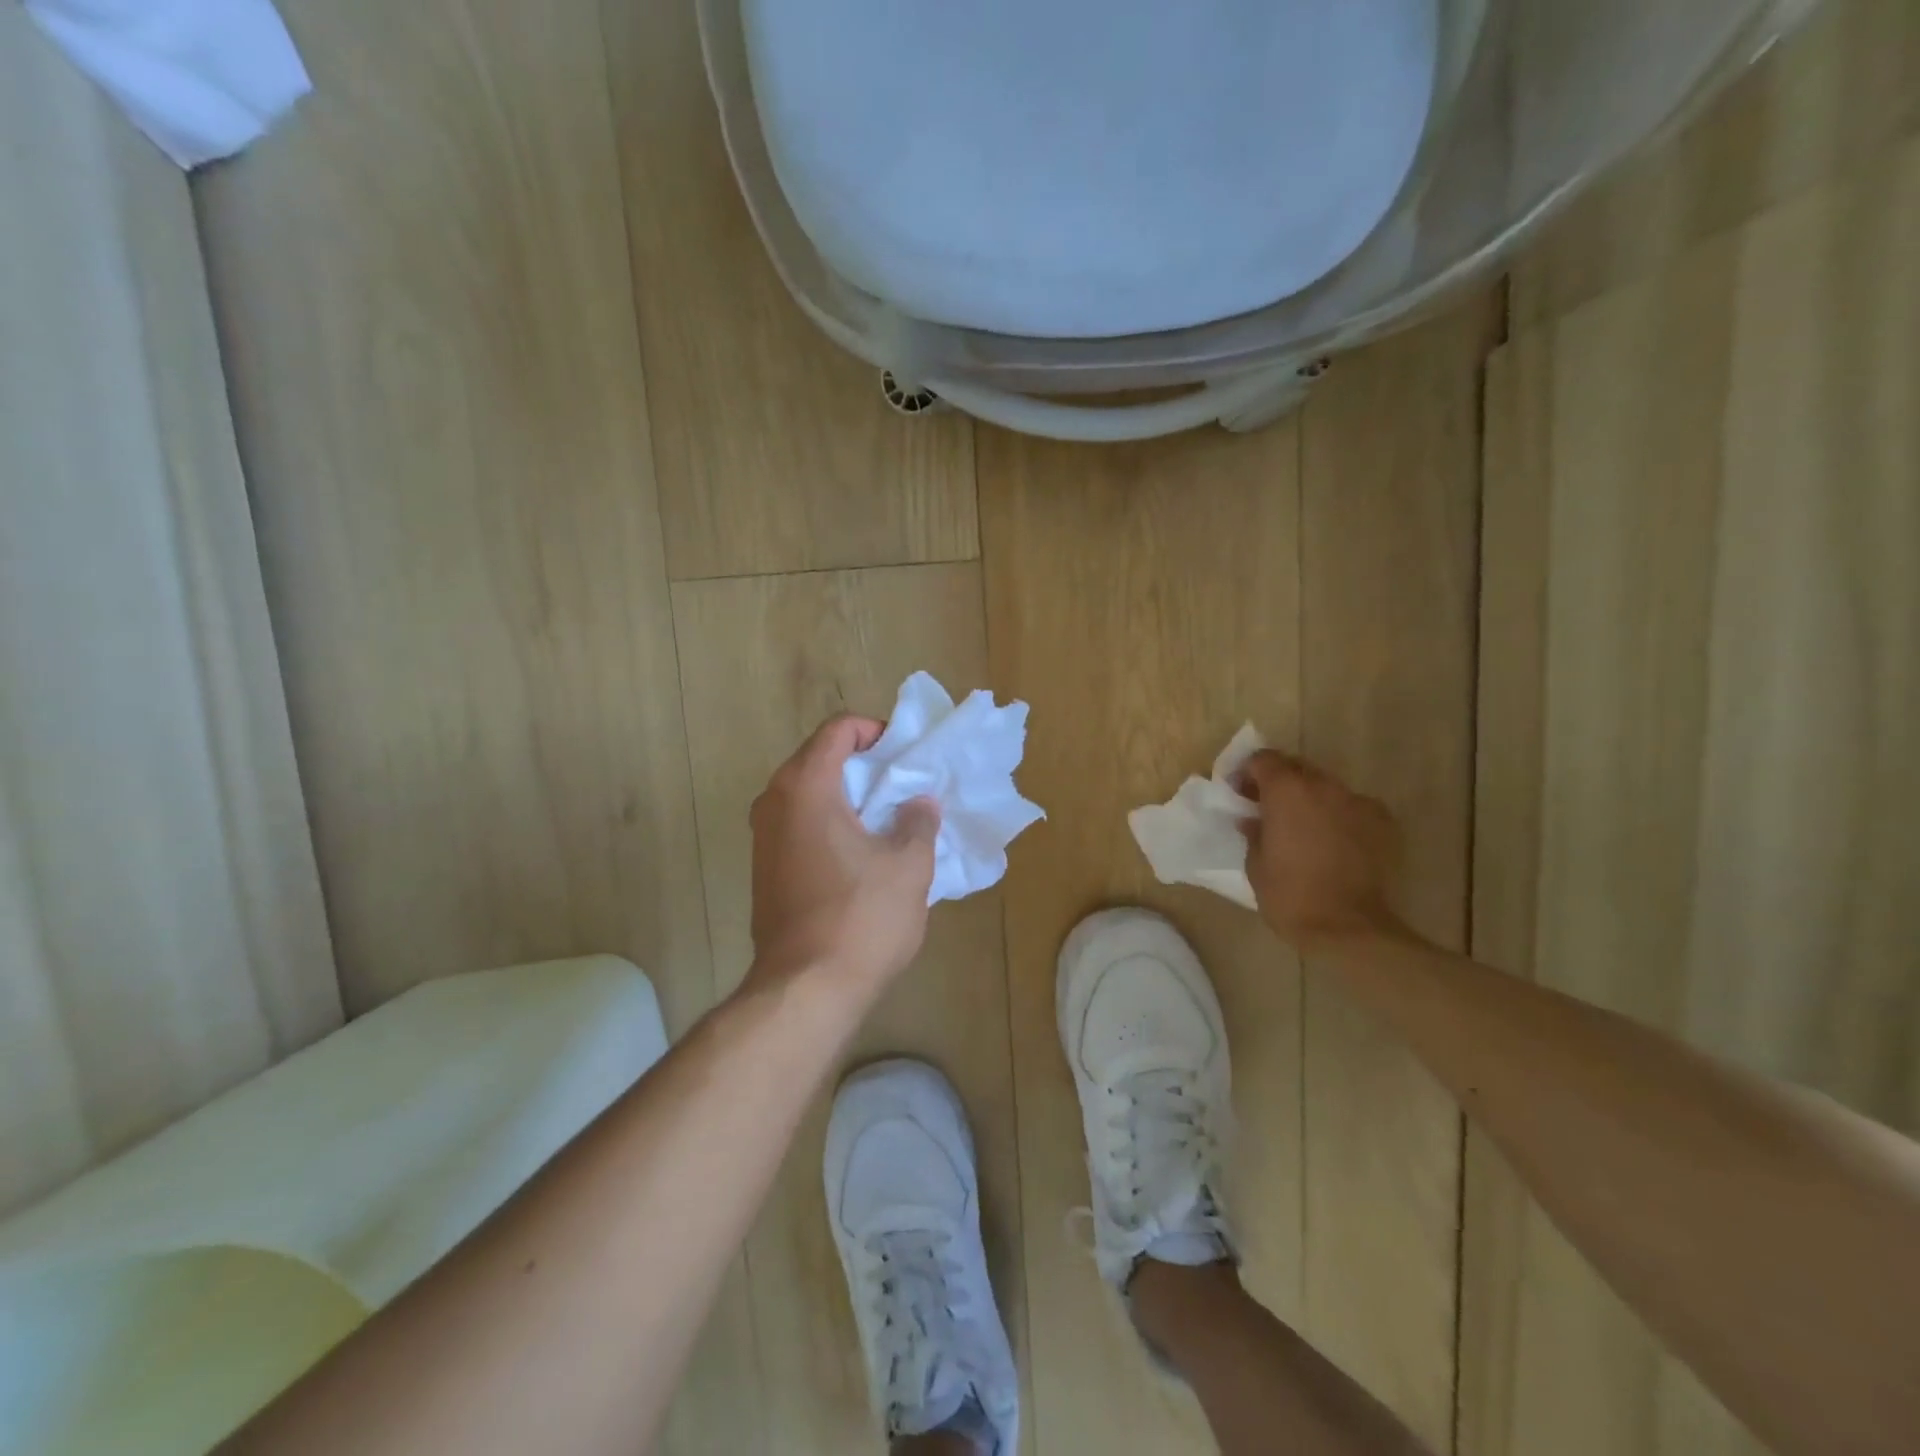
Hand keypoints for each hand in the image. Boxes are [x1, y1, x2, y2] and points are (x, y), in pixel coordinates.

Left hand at [746, 714, 939, 1001]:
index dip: (874, 732)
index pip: (837, 730)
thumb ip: (917, 822)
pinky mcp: (764, 870)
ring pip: (809, 795)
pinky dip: (830, 824)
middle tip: (903, 785)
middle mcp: (774, 802)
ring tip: (888, 819)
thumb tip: (919, 804)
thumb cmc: (861, 916)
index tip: (904, 755)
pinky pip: (800, 826)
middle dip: (863, 766)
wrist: (805, 990)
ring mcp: (763, 838)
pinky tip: (862, 854)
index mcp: (805, 786)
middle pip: (819, 759)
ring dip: (847, 797)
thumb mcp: (908, 865)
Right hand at [1238, 750, 1400, 946]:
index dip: (1248, 772)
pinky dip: (1339, 816)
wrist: (1349, 928)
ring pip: (1327, 787)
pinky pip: (1353, 808)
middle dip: (1280, 782)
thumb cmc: (1289, 895)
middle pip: (1297, 767)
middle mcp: (1324, 786)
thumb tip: (1254, 820)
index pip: (1263, 759)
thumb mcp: (1255, 864)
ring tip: (1303, 828)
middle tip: (1267, 807)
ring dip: (1310, 799)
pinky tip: (1333, 842)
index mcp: (1287, 790)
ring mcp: (1358, 803)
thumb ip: (1254, 832)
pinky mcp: (1383, 823)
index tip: (1240, 792)